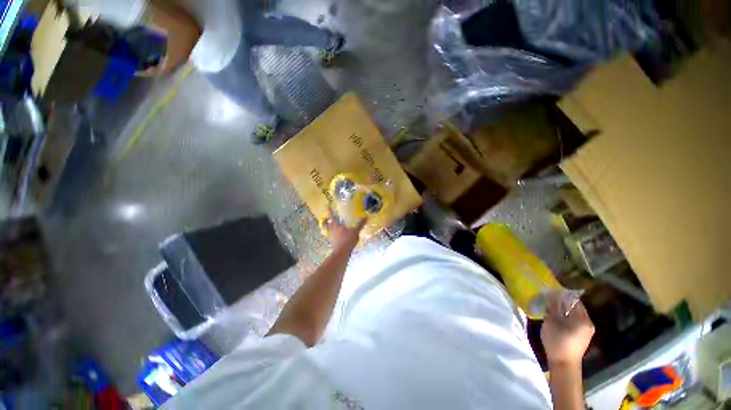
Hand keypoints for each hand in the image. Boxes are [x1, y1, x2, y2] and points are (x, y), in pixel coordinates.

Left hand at [323, 212, 365, 250]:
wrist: (342, 252)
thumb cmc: (347, 240)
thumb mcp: (355, 232)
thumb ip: (360, 224)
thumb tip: (365, 217)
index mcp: (336, 225)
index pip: (332, 216)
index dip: (330, 211)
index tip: (327, 206)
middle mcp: (332, 230)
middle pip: (329, 223)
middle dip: (330, 220)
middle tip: (331, 217)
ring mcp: (331, 236)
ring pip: (329, 230)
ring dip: (331, 227)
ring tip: (335, 226)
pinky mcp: (332, 242)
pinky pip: (332, 235)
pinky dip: (334, 234)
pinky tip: (338, 235)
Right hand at [541, 295, 594, 366]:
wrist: (564, 364)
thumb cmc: (557, 341)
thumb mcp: (551, 321)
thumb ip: (553, 306)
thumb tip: (551, 293)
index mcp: (583, 318)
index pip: (574, 300)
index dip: (562, 295)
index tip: (550, 291)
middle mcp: (588, 323)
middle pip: (575, 307)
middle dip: (562, 303)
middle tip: (549, 300)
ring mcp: (586, 331)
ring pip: (574, 315)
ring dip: (563, 311)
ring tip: (551, 309)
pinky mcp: (582, 337)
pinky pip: (575, 322)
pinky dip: (566, 318)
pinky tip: (556, 320)